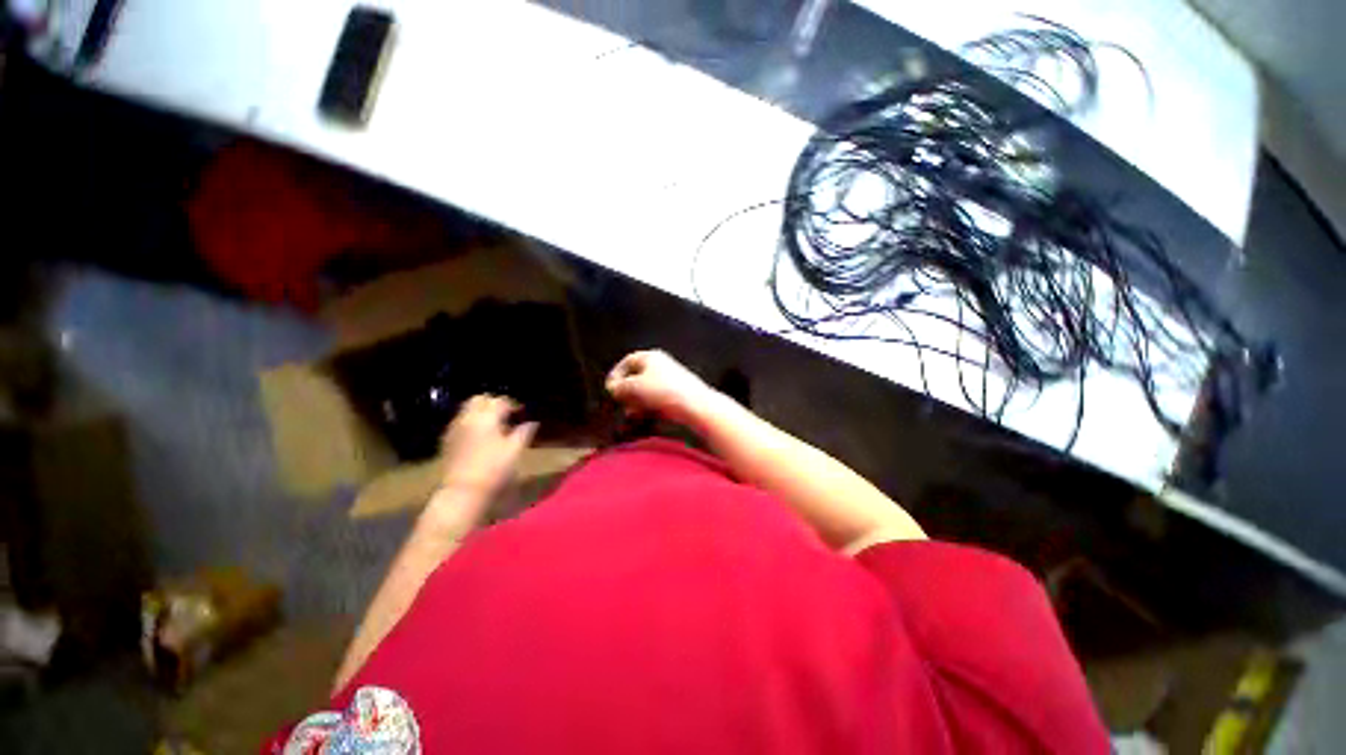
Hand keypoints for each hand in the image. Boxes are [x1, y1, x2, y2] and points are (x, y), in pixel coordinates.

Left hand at [439, 395, 536, 495]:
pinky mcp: (447, 441)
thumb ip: (524, 432)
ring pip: (468, 410)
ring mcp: (455, 429)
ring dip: (481, 412)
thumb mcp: (515, 450)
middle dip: (493, 403)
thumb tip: (532, 423)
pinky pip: (461, 422)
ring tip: (495, 426)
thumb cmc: (494, 469)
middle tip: (507, 414)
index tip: (522, 413)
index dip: (513, 405)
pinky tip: (481, 437)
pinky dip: (472, 423)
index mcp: (486, 417)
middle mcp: (467, 418)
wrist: (463, 492)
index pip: (500, 401)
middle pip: (479, 399)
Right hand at [605, 350, 717, 424]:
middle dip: (626, 392)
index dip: (615, 375)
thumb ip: (618, 386)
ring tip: (632, 414)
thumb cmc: (663, 391)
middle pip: (636, 377)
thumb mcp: (633, 387)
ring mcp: (669, 380)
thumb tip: (612, 388)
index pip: (626, 362)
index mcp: (650, 357)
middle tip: (620, 404)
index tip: (609, 390)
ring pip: (646, 391)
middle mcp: (660, 365)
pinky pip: (656, 399)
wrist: (696, 406)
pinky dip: (648, 407)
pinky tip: (644, 417)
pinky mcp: (676, 395)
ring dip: (635, 402)